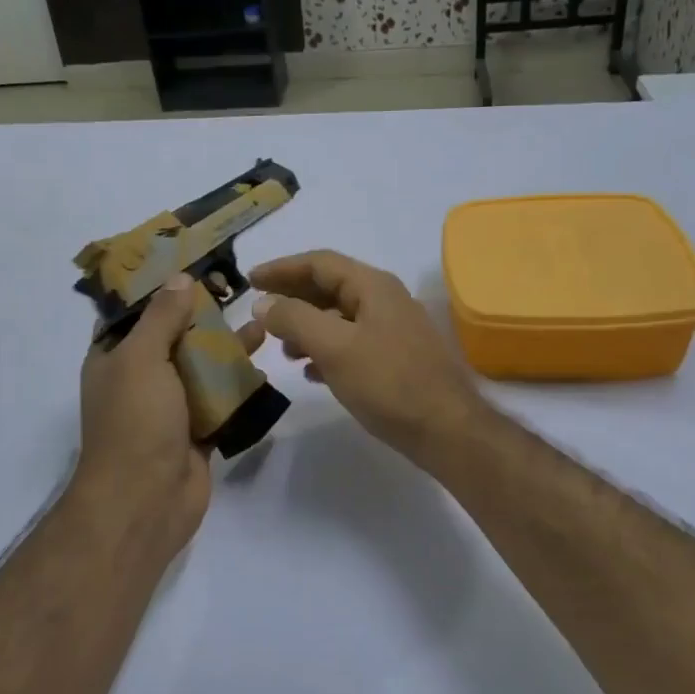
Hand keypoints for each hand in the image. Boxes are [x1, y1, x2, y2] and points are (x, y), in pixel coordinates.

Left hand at [72, 275, 265, 559]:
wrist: (146, 500)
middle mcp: (140, 380)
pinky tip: (263, 367)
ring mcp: (170, 408)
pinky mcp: (197, 431)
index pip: (133, 314)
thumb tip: (179, 280)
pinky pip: (220, 400)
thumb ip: (162, 318)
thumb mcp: (142, 359)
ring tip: (260, 325)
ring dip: (226, 349)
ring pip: (201, 369)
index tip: (191, 265)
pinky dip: (238, 385)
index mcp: (113, 359)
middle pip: (174, 338)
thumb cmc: (136, 422)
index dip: (159, 289)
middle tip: (237, 291)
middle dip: (202, 317)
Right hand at [251, 250, 486, 465]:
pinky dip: (326, 352)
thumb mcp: (334, 347)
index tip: (249, 280)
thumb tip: (264, 302)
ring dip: (307, 328)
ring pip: (340, 319)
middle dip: (293, 299)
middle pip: (330, 288)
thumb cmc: (388, 383)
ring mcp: (393, 331)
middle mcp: (385, 301)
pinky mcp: (396, 360)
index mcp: (373, 287)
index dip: (282, 268)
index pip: (320, 263)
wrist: (445, 429)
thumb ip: (295, 319)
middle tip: (259, 313)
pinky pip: (352, 345)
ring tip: (282, 350)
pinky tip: (310, 373)